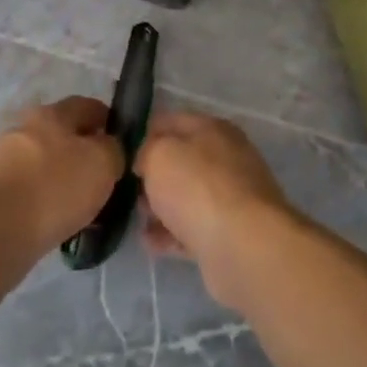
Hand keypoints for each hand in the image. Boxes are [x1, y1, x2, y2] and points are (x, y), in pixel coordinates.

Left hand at [0, 96, 125, 251]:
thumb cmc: (55, 188)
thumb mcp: (103, 163)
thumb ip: (113, 149)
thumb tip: (108, 148)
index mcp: (51, 113)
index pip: (87, 106)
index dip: (108, 122)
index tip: (121, 146)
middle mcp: (22, 127)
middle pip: (61, 134)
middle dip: (81, 153)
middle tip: (100, 180)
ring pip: (41, 163)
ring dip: (59, 178)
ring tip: (76, 207)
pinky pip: (24, 189)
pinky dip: (39, 199)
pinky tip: (51, 221)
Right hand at [136, 112, 294, 306]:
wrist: (243, 245)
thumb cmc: (197, 187)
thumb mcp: (159, 154)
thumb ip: (147, 150)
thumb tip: (147, 160)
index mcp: (214, 129)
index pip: (173, 121)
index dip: (146, 133)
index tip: (123, 153)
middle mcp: (227, 158)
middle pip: (183, 160)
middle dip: (154, 174)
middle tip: (129, 189)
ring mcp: (232, 197)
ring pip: (189, 196)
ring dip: (162, 206)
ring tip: (138, 218)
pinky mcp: (231, 233)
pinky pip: (195, 229)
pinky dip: (172, 234)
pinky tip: (150, 243)